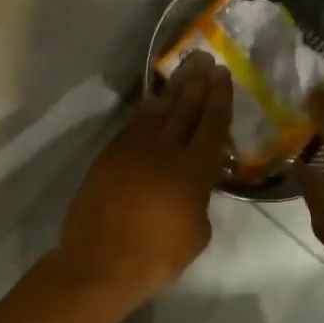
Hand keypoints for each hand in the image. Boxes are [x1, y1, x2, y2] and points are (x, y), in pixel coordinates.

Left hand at [57, 54, 232, 305]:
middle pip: (184, 109)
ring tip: (185, 69)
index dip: (219, 98)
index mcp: (192, 170)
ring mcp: (132, 150)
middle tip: (205, 59)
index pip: (211, 125)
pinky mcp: (110, 156)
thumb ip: (201, 199)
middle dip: (197, 83)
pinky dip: (146, 109)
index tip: (223, 75)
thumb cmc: (156, 256)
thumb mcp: (197, 232)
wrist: (100, 263)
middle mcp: (164, 151)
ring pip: (158, 111)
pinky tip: (153, 101)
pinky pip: (133, 124)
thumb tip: (197, 184)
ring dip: (173, 89)